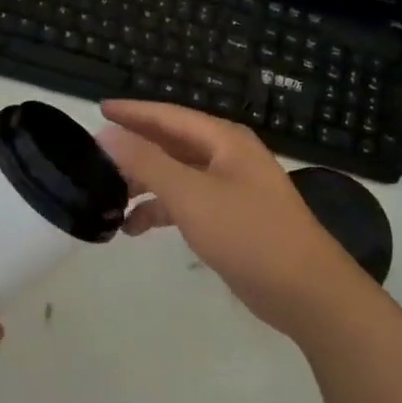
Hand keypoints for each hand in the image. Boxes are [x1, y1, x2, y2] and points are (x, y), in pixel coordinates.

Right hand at [98, 100, 373, 338]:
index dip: (132, 112)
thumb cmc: (249, 234)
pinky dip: (161, 210)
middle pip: (171, 143)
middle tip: (95, 156)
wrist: (307, 292)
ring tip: (107, 196)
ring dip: (145, 183)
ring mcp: (231, 188)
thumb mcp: (191, 195)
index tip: (98, 110)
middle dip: (134, 149)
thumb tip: (106, 134)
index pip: (168, 116)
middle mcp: (227, 157)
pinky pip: (187, 202)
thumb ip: (147, 162)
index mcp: (223, 140)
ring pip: (177, 174)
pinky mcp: (231, 219)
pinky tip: (134, 228)